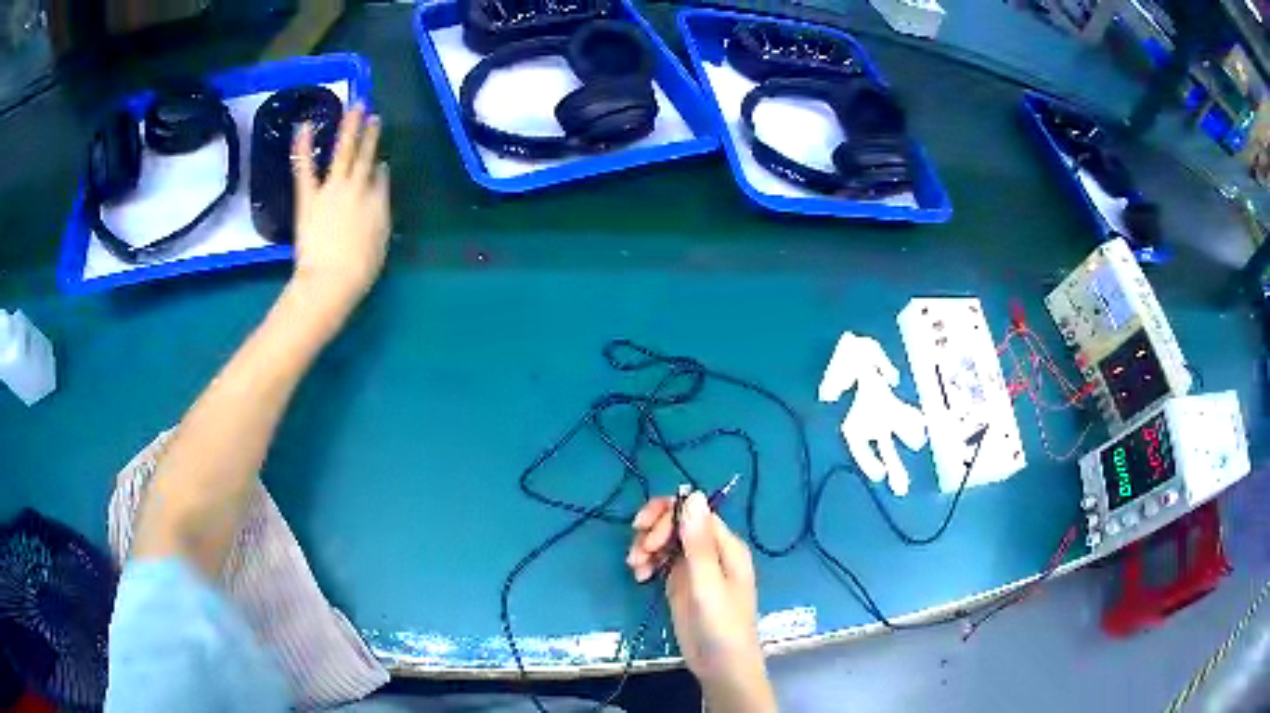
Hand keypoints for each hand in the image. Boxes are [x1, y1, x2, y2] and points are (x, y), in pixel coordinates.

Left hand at [289, 104, 389, 327]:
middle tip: (373, 115)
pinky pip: (306, 168)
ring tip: (354, 106)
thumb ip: (382, 212)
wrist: (331, 279)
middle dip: (370, 134)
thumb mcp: (381, 242)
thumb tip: (380, 184)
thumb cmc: (359, 270)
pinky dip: (303, 146)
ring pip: (344, 152)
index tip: (380, 161)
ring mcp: (333, 189)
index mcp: (378, 203)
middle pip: (365, 156)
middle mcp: (358, 188)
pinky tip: (304, 126)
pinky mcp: (309, 196)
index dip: (380, 168)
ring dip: (350, 127)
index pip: (381, 179)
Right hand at [627, 492, 776, 712]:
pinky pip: (662, 560)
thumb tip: (692, 493)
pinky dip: (648, 563)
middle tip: (638, 553)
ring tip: (635, 568)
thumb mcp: (707, 583)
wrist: (721, 666)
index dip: (667, 517)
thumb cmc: (721, 625)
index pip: (694, 512)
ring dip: (647, 547)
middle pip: (678, 522)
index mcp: (726, 546)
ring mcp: (696, 567)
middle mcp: (711, 551)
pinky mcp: (682, 583)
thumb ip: (697, 541)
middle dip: (654, 531)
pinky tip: (639, 577)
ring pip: (667, 540)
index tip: (646, 536)